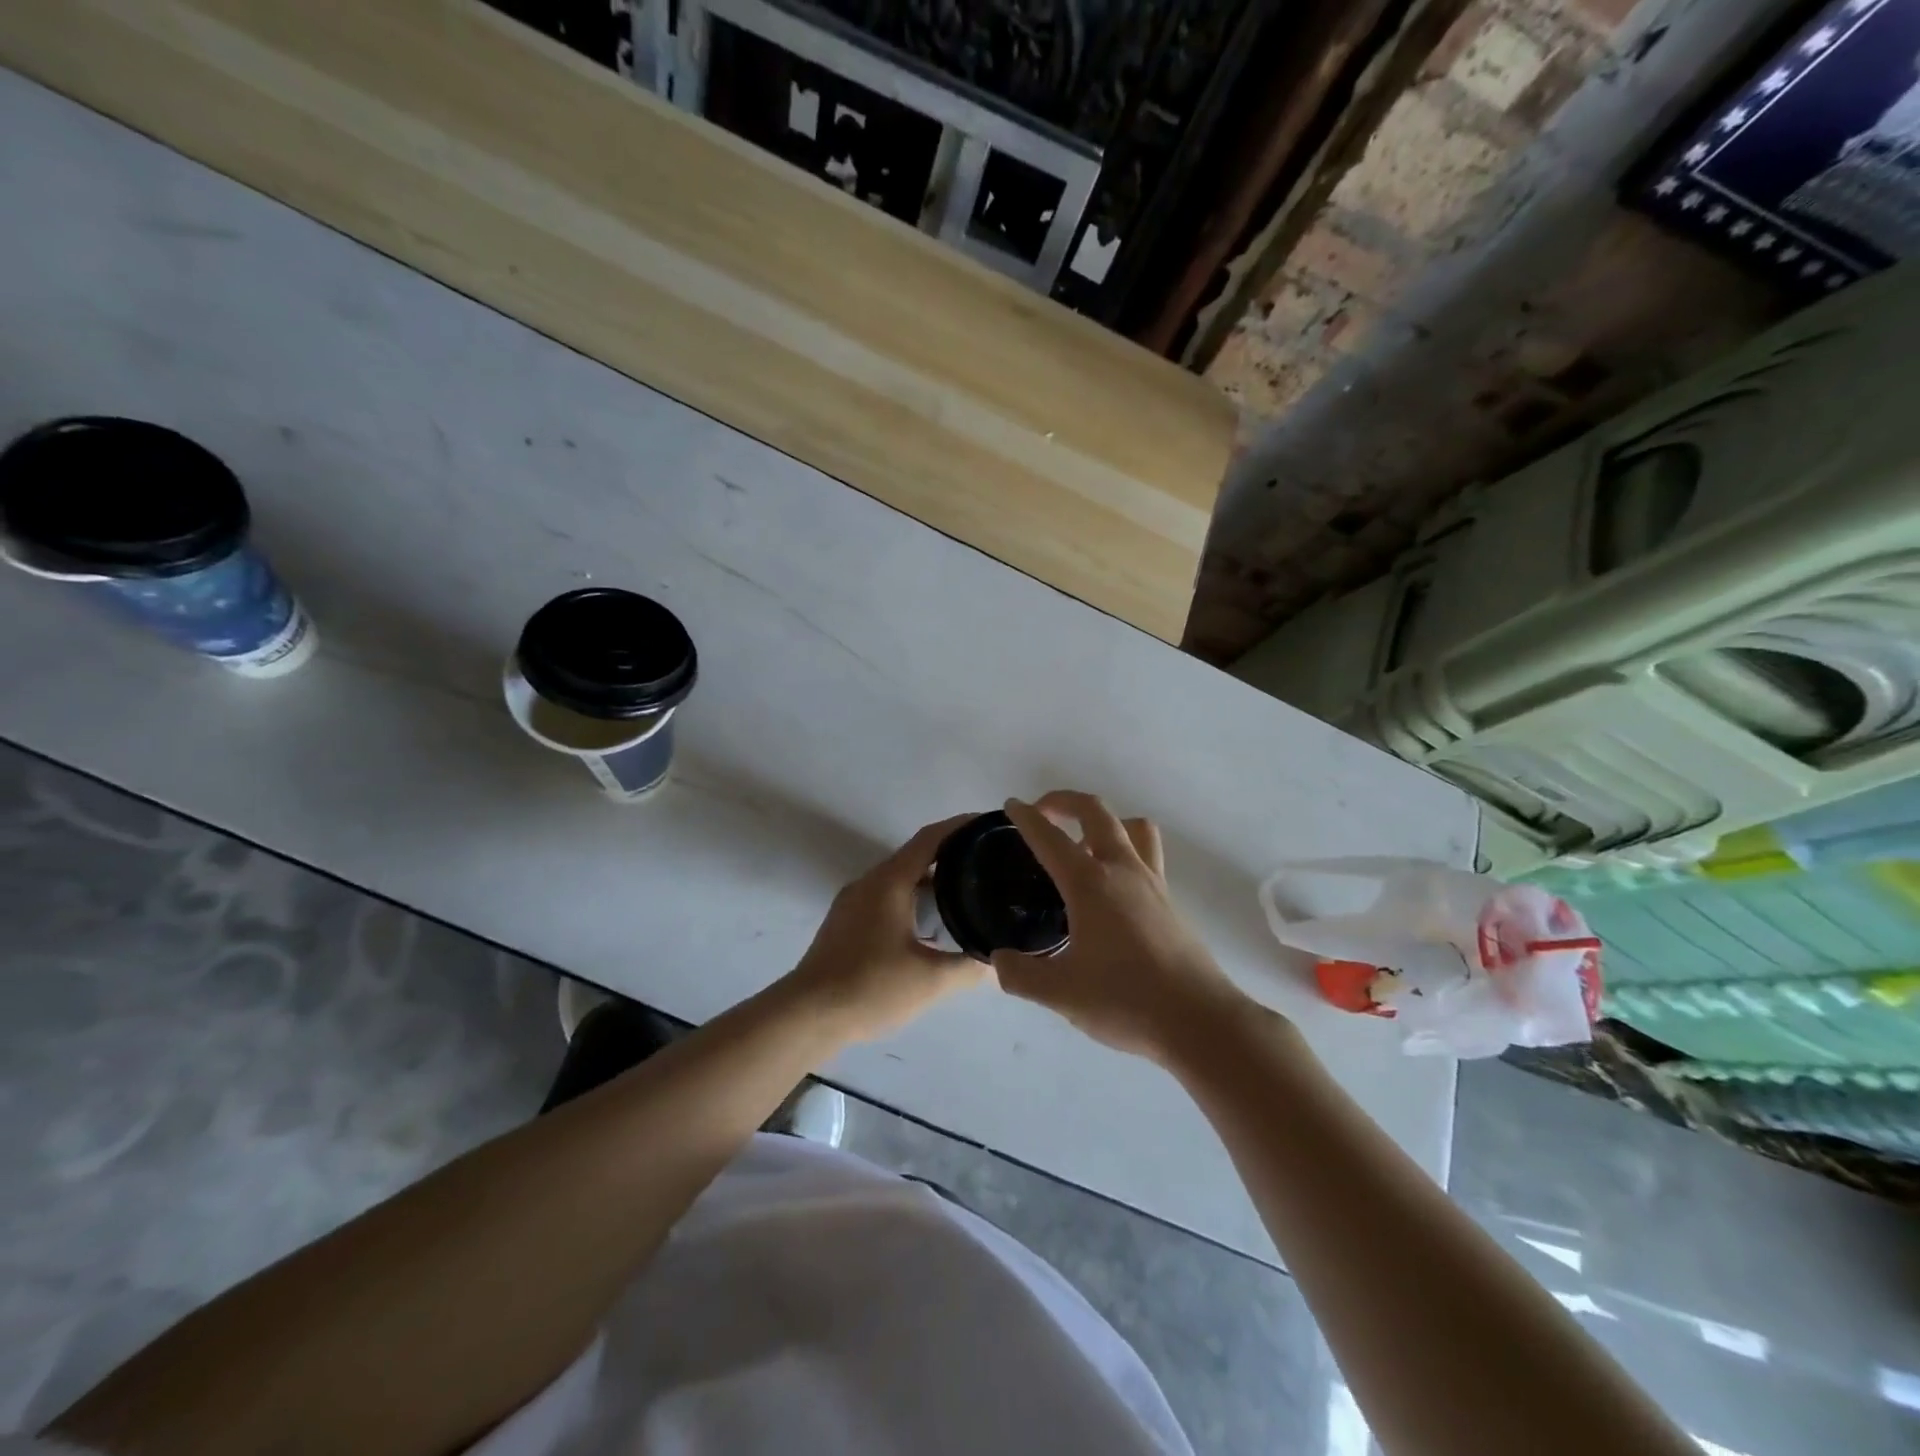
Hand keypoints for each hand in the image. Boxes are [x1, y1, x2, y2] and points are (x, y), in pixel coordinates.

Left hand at [780, 814, 989, 1043]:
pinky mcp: (845, 922)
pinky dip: (912, 899)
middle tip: (987, 864)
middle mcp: (869, 883)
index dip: (960, 827)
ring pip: (899, 879)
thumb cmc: (870, 988)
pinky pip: (885, 897)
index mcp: (889, 883)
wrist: (807, 1015)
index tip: (988, 825)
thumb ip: (968, 967)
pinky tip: (930, 926)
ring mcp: (853, 902)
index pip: (929, 839)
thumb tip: (998, 960)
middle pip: (914, 856)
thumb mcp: (930, 981)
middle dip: (950, 855)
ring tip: (966, 893)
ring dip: (931, 880)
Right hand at [995, 792, 1253, 1062]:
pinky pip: (1147, 855)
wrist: (1200, 1022)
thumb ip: (1021, 975)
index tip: (1011, 806)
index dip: (1027, 818)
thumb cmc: (1126, 1000)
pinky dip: (1124, 851)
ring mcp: (1153, 883)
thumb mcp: (1061, 993)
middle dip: (1065, 801)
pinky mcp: (1170, 902)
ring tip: (1083, 845)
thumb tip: (997, 960)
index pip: (1050, 838)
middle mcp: (1123, 871)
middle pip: (1096, 812)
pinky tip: (1110, 888)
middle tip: (1043, 812)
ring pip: (1132, 827)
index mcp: (1091, 884)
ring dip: (1104, 822)